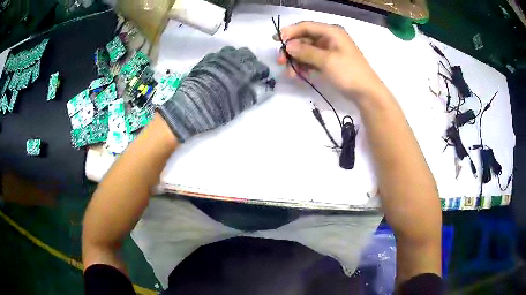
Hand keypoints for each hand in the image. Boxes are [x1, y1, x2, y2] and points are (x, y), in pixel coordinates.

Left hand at [158, 46, 272, 141]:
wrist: (189, 109)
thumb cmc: (215, 110)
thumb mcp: (237, 107)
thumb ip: (252, 95)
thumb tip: (263, 89)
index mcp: (241, 73)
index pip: (258, 66)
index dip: (263, 71)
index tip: (263, 77)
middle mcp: (230, 62)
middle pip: (246, 53)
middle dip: (251, 61)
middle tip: (251, 70)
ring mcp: (216, 59)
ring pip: (232, 51)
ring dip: (237, 57)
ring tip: (236, 67)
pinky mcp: (205, 61)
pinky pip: (218, 54)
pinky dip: (224, 58)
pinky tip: (222, 67)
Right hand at [275, 21, 384, 99]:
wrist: (367, 93)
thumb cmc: (349, 73)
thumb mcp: (327, 61)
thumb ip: (306, 51)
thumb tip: (288, 46)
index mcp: (331, 32)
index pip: (306, 26)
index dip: (289, 32)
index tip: (275, 40)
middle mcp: (329, 38)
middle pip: (304, 39)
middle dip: (291, 50)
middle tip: (280, 61)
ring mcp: (329, 51)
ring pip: (306, 51)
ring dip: (297, 61)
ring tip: (291, 74)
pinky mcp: (329, 62)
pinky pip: (312, 60)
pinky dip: (305, 66)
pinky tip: (300, 75)